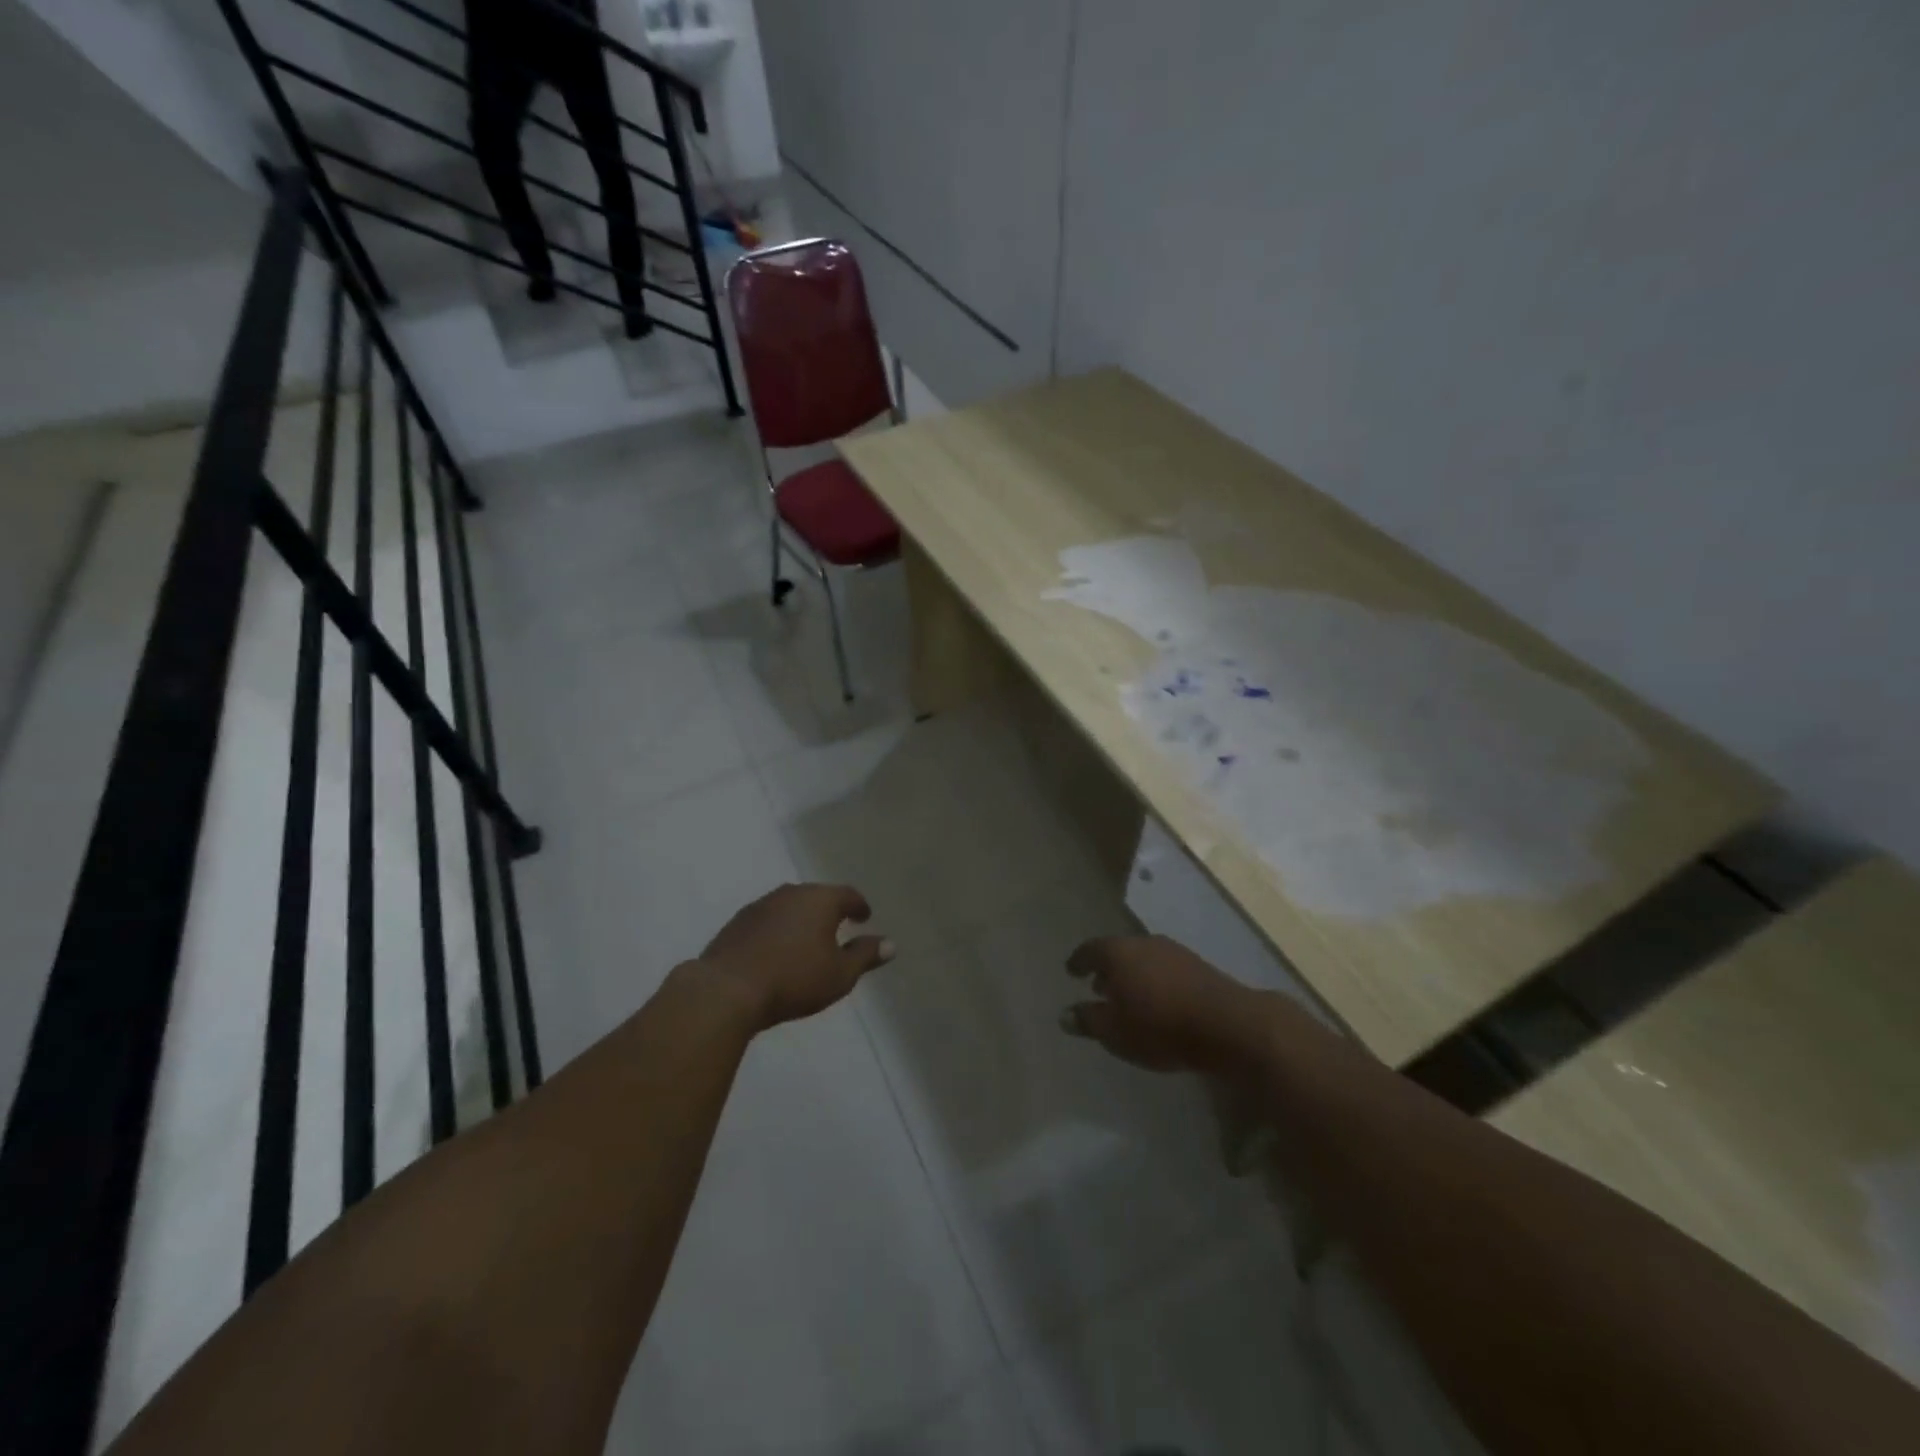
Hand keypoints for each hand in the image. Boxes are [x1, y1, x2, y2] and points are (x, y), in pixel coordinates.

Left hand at [698, 883, 893, 1030]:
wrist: (726, 990)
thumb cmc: (794, 979)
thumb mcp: (839, 975)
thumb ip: (865, 956)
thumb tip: (890, 944)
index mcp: (820, 900)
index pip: (847, 894)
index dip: (859, 906)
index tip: (864, 917)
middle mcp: (791, 893)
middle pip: (817, 896)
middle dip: (829, 910)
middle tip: (838, 926)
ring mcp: (760, 905)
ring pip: (789, 906)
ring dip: (801, 919)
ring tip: (807, 939)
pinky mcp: (737, 922)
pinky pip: (767, 920)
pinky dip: (778, 929)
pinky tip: (776, 949)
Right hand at [1060, 935, 1266, 1072]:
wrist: (1228, 1023)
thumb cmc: (1160, 1026)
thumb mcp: (1115, 1032)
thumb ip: (1088, 1021)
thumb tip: (1065, 1014)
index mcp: (1118, 952)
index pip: (1090, 950)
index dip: (1078, 961)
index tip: (1071, 971)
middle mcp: (1143, 943)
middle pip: (1118, 951)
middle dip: (1106, 968)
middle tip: (1097, 986)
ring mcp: (1174, 951)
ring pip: (1143, 958)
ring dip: (1132, 974)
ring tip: (1126, 996)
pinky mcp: (1198, 965)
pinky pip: (1164, 968)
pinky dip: (1153, 980)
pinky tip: (1157, 1000)